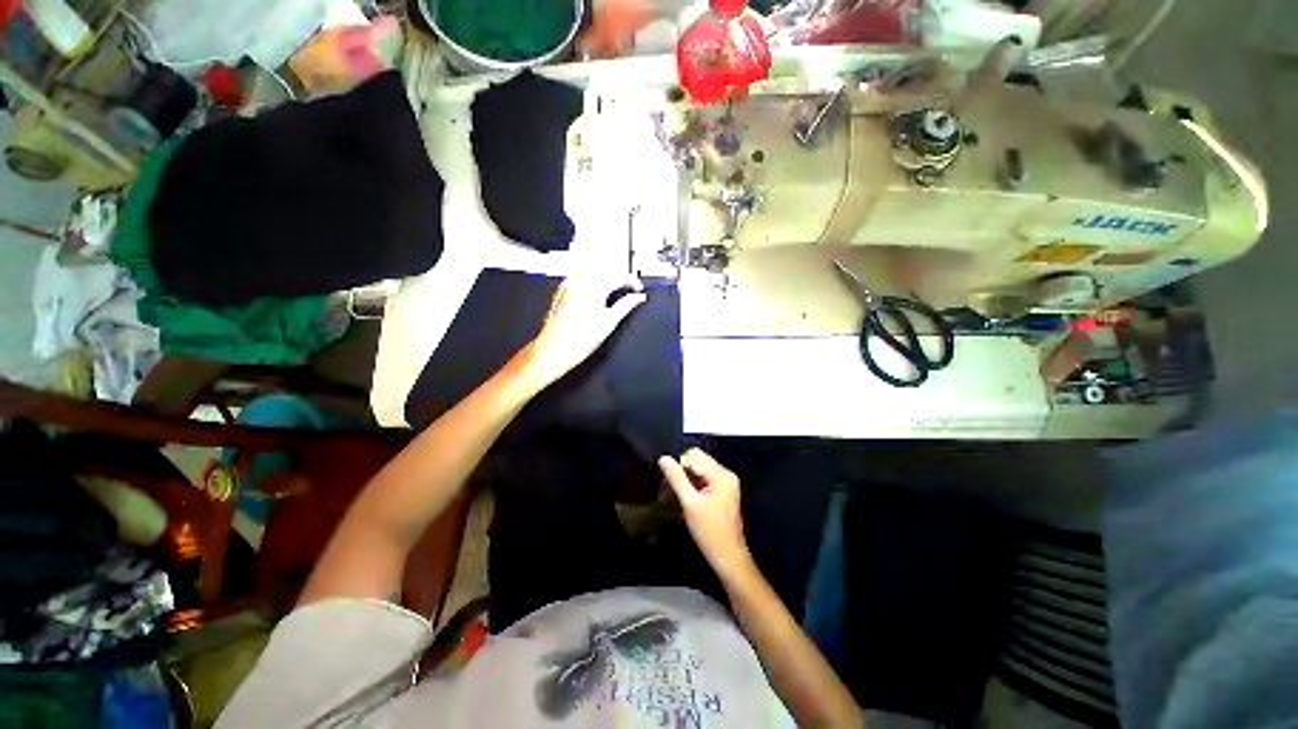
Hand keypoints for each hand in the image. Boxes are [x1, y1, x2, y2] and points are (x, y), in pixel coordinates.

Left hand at [524, 272, 645, 385]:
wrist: (554, 350)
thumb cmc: (579, 340)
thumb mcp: (609, 322)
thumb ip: (626, 306)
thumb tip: (638, 298)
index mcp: (593, 286)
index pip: (618, 275)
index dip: (632, 281)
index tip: (639, 289)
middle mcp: (579, 281)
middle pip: (605, 273)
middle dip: (619, 280)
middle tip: (630, 290)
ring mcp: (568, 286)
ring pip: (593, 276)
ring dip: (606, 282)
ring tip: (616, 294)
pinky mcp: (562, 293)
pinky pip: (581, 282)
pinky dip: (593, 286)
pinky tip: (597, 298)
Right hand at [659, 449, 753, 579]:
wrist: (728, 556)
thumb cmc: (709, 531)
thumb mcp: (689, 503)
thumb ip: (676, 478)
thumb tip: (664, 458)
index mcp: (721, 475)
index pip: (695, 456)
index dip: (679, 464)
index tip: (668, 479)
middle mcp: (726, 473)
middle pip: (700, 459)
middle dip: (684, 468)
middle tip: (674, 485)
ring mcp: (727, 481)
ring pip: (702, 467)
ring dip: (689, 475)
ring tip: (680, 491)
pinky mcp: (724, 489)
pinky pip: (706, 476)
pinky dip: (695, 481)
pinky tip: (689, 494)